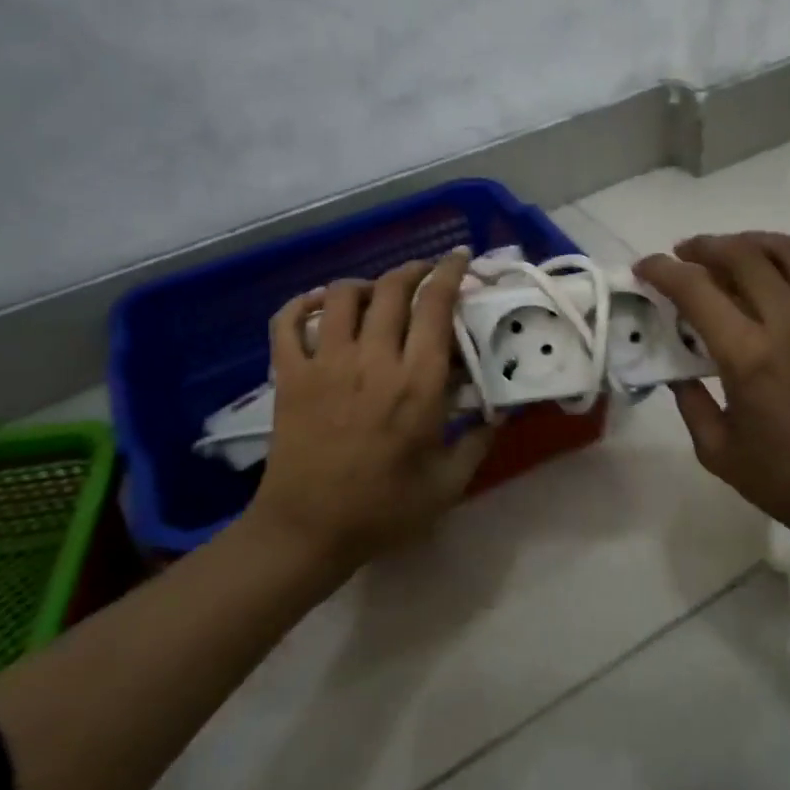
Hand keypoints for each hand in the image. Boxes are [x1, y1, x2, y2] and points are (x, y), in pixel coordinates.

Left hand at [249, 249, 495, 571]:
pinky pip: (288, 321)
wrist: (307, 531)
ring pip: (343, 295)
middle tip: (426, 273)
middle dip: (414, 269)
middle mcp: (372, 361)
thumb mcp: (447, 483)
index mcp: (416, 384)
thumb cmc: (383, 510)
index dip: (450, 273)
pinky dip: (303, 303)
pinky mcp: (289, 374)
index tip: (460, 258)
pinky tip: (320, 305)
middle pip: (392, 289)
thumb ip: (478, 440)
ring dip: (366, 283)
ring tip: (378, 293)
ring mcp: (325, 364)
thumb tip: (501, 408)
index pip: (435, 306)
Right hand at [635, 230, 789, 572]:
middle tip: (687, 253)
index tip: (645, 267)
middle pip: (745, 256)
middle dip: (706, 246)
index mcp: (751, 358)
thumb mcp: (718, 451)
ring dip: (756, 239)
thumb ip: (689, 402)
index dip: (663, 270)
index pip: (697, 291)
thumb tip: (677, 368)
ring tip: (735, 247)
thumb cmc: (788, 481)